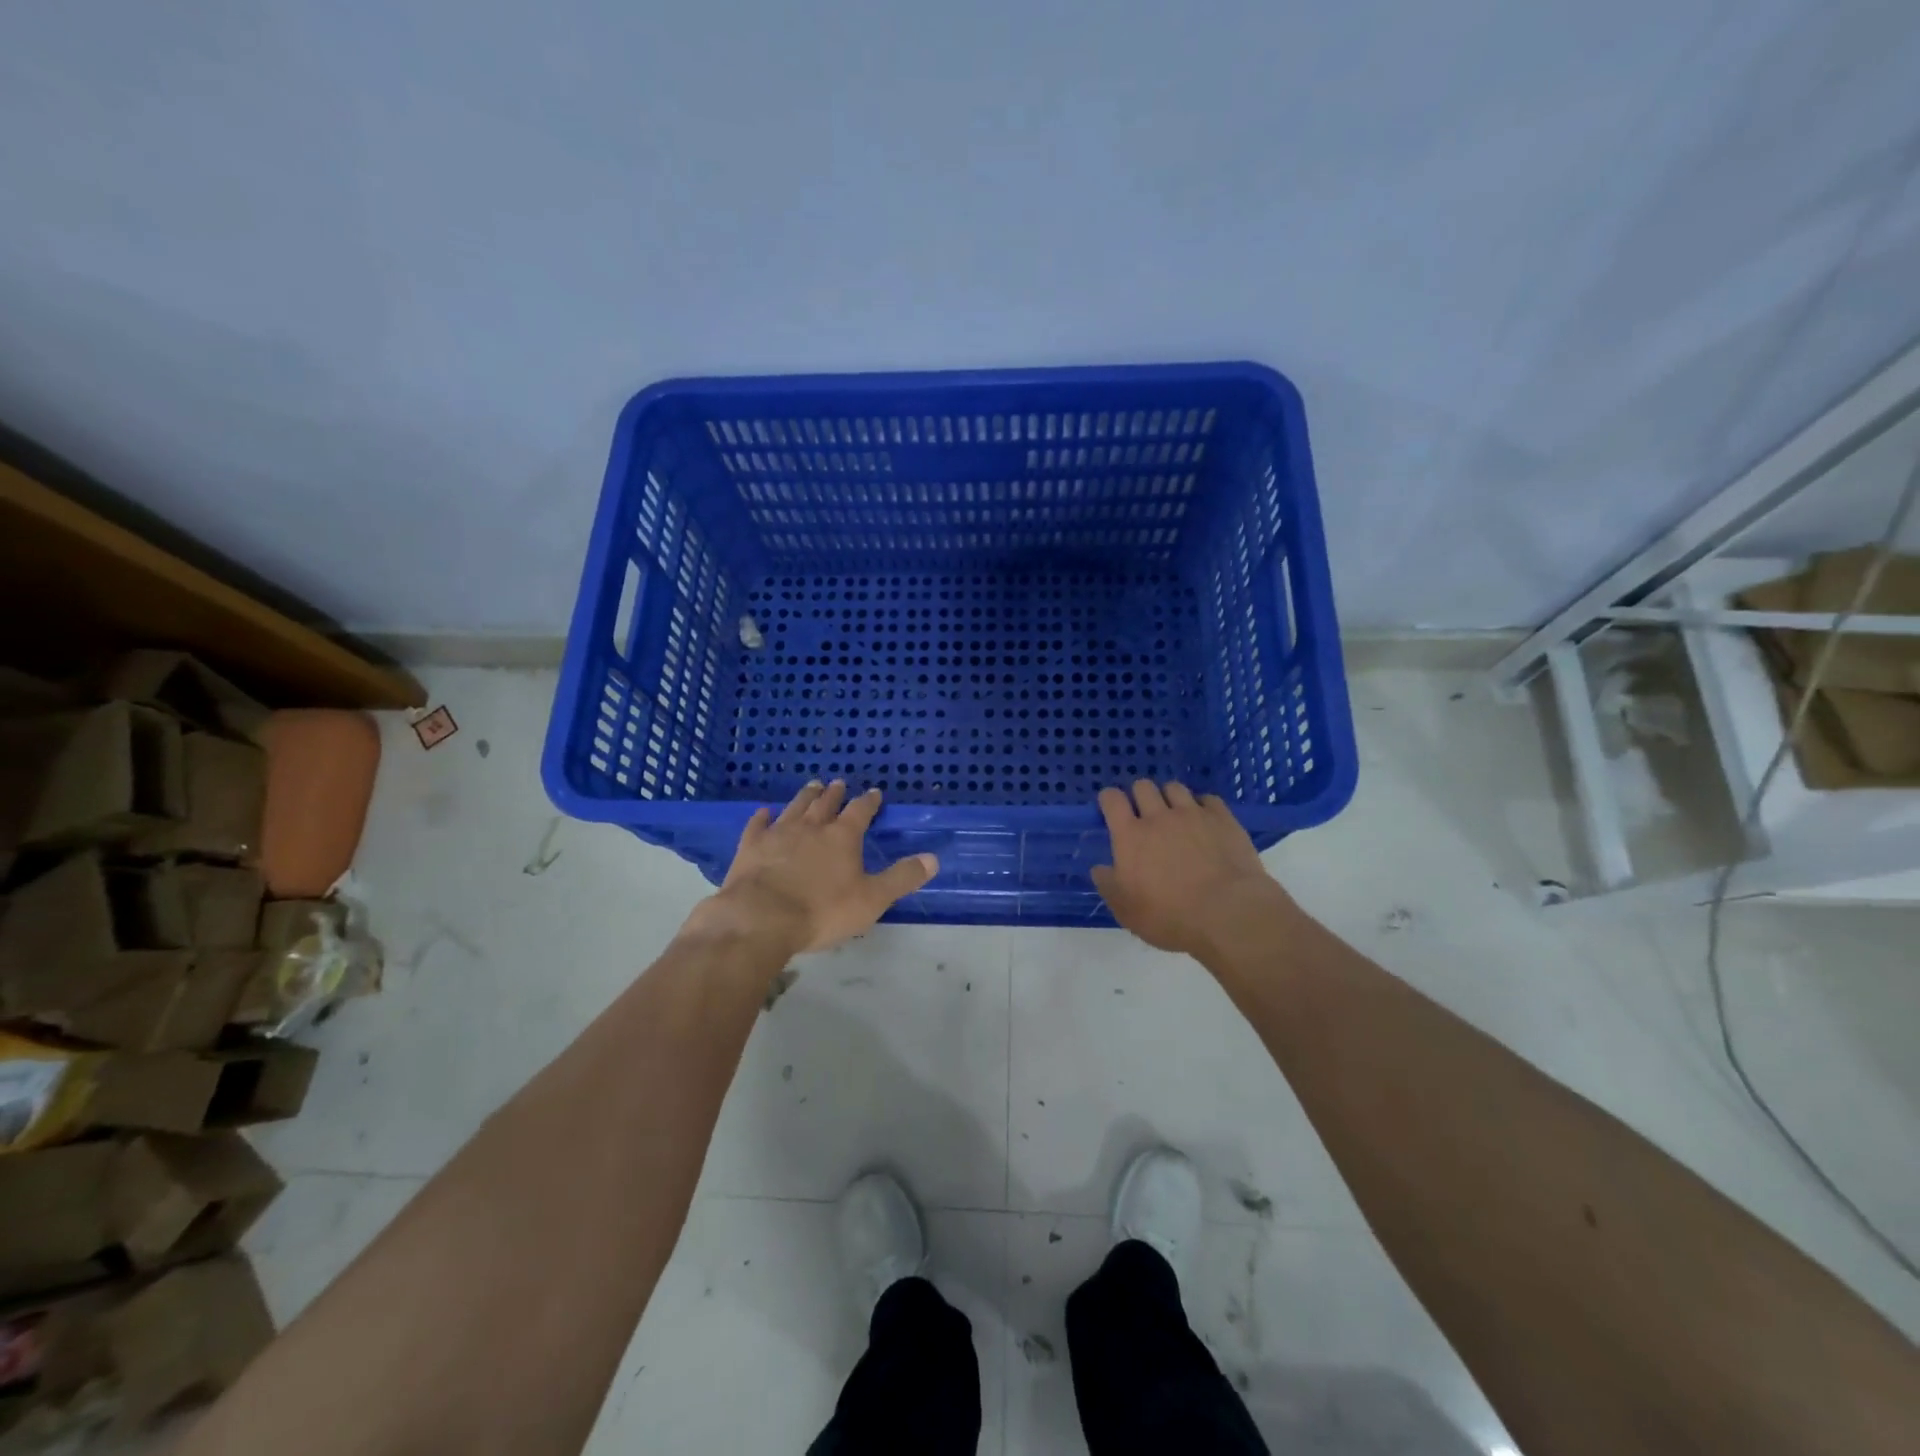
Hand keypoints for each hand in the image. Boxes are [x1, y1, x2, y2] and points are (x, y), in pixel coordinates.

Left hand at [685, 781, 938, 956]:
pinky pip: (758, 825)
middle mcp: (812, 827)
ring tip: (812, 786)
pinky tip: (764, 812)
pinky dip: (763, 817)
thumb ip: (901, 878)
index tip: (873, 792)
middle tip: (837, 782)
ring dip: (805, 796)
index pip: (860, 811)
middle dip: (834, 793)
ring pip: (795, 807)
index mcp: (842, 837)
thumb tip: (933, 858)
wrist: (762, 918)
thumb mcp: (872, 899)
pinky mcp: (751, 846)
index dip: (868, 802)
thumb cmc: (822, 911)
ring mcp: (778, 834)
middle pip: (825, 804)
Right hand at [1092, 780, 1290, 956]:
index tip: (1111, 809)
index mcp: (1130, 836)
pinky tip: (1205, 822)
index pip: (1112, 799)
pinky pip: (1208, 799)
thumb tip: (1100, 869)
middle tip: (1144, 816)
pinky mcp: (1223, 819)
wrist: (1227, 914)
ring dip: (1170, 798)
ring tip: (1175, 816)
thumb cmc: (1170, 916)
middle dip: (1140, 796)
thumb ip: (1108, 885)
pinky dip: (1202, 806)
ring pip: (1175, 787)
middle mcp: (1159, 816)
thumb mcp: (1126, 911)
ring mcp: (1193, 814)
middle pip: (1143, 786)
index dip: (1109, 800)